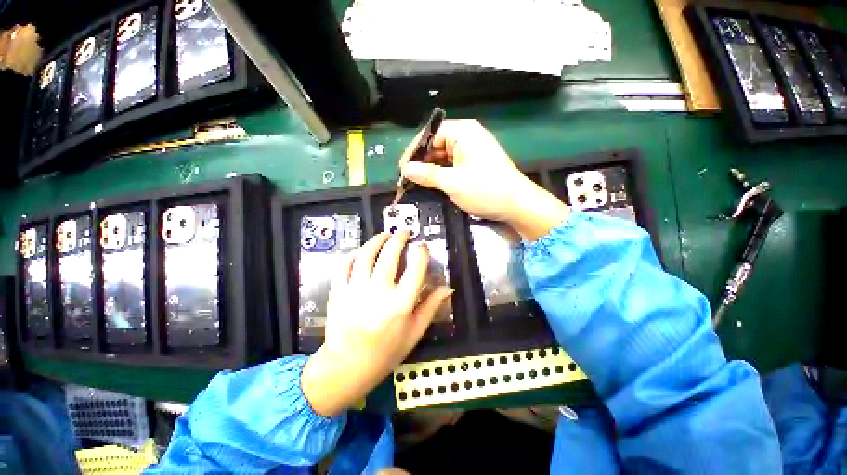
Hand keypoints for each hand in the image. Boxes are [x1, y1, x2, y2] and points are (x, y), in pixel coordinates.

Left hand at [301, 232, 452, 416]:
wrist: (348, 366)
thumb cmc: (386, 352)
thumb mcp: (414, 332)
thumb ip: (431, 307)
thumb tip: (447, 287)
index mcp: (401, 304)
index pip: (415, 268)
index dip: (421, 252)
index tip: (422, 246)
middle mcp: (379, 292)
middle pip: (390, 255)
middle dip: (399, 238)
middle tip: (403, 232)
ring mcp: (356, 290)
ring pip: (366, 254)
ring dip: (377, 240)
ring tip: (384, 235)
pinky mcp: (338, 291)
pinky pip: (344, 265)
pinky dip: (354, 253)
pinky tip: (361, 251)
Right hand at [400, 119, 568, 240]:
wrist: (517, 205)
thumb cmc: (485, 190)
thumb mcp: (452, 182)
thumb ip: (427, 174)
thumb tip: (406, 170)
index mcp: (463, 132)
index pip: (430, 135)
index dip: (414, 151)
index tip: (403, 168)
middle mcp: (467, 137)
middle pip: (436, 145)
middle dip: (422, 161)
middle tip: (408, 179)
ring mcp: (472, 151)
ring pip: (443, 156)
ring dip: (431, 169)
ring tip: (417, 183)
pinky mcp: (475, 164)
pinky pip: (452, 165)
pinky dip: (442, 174)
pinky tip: (432, 184)